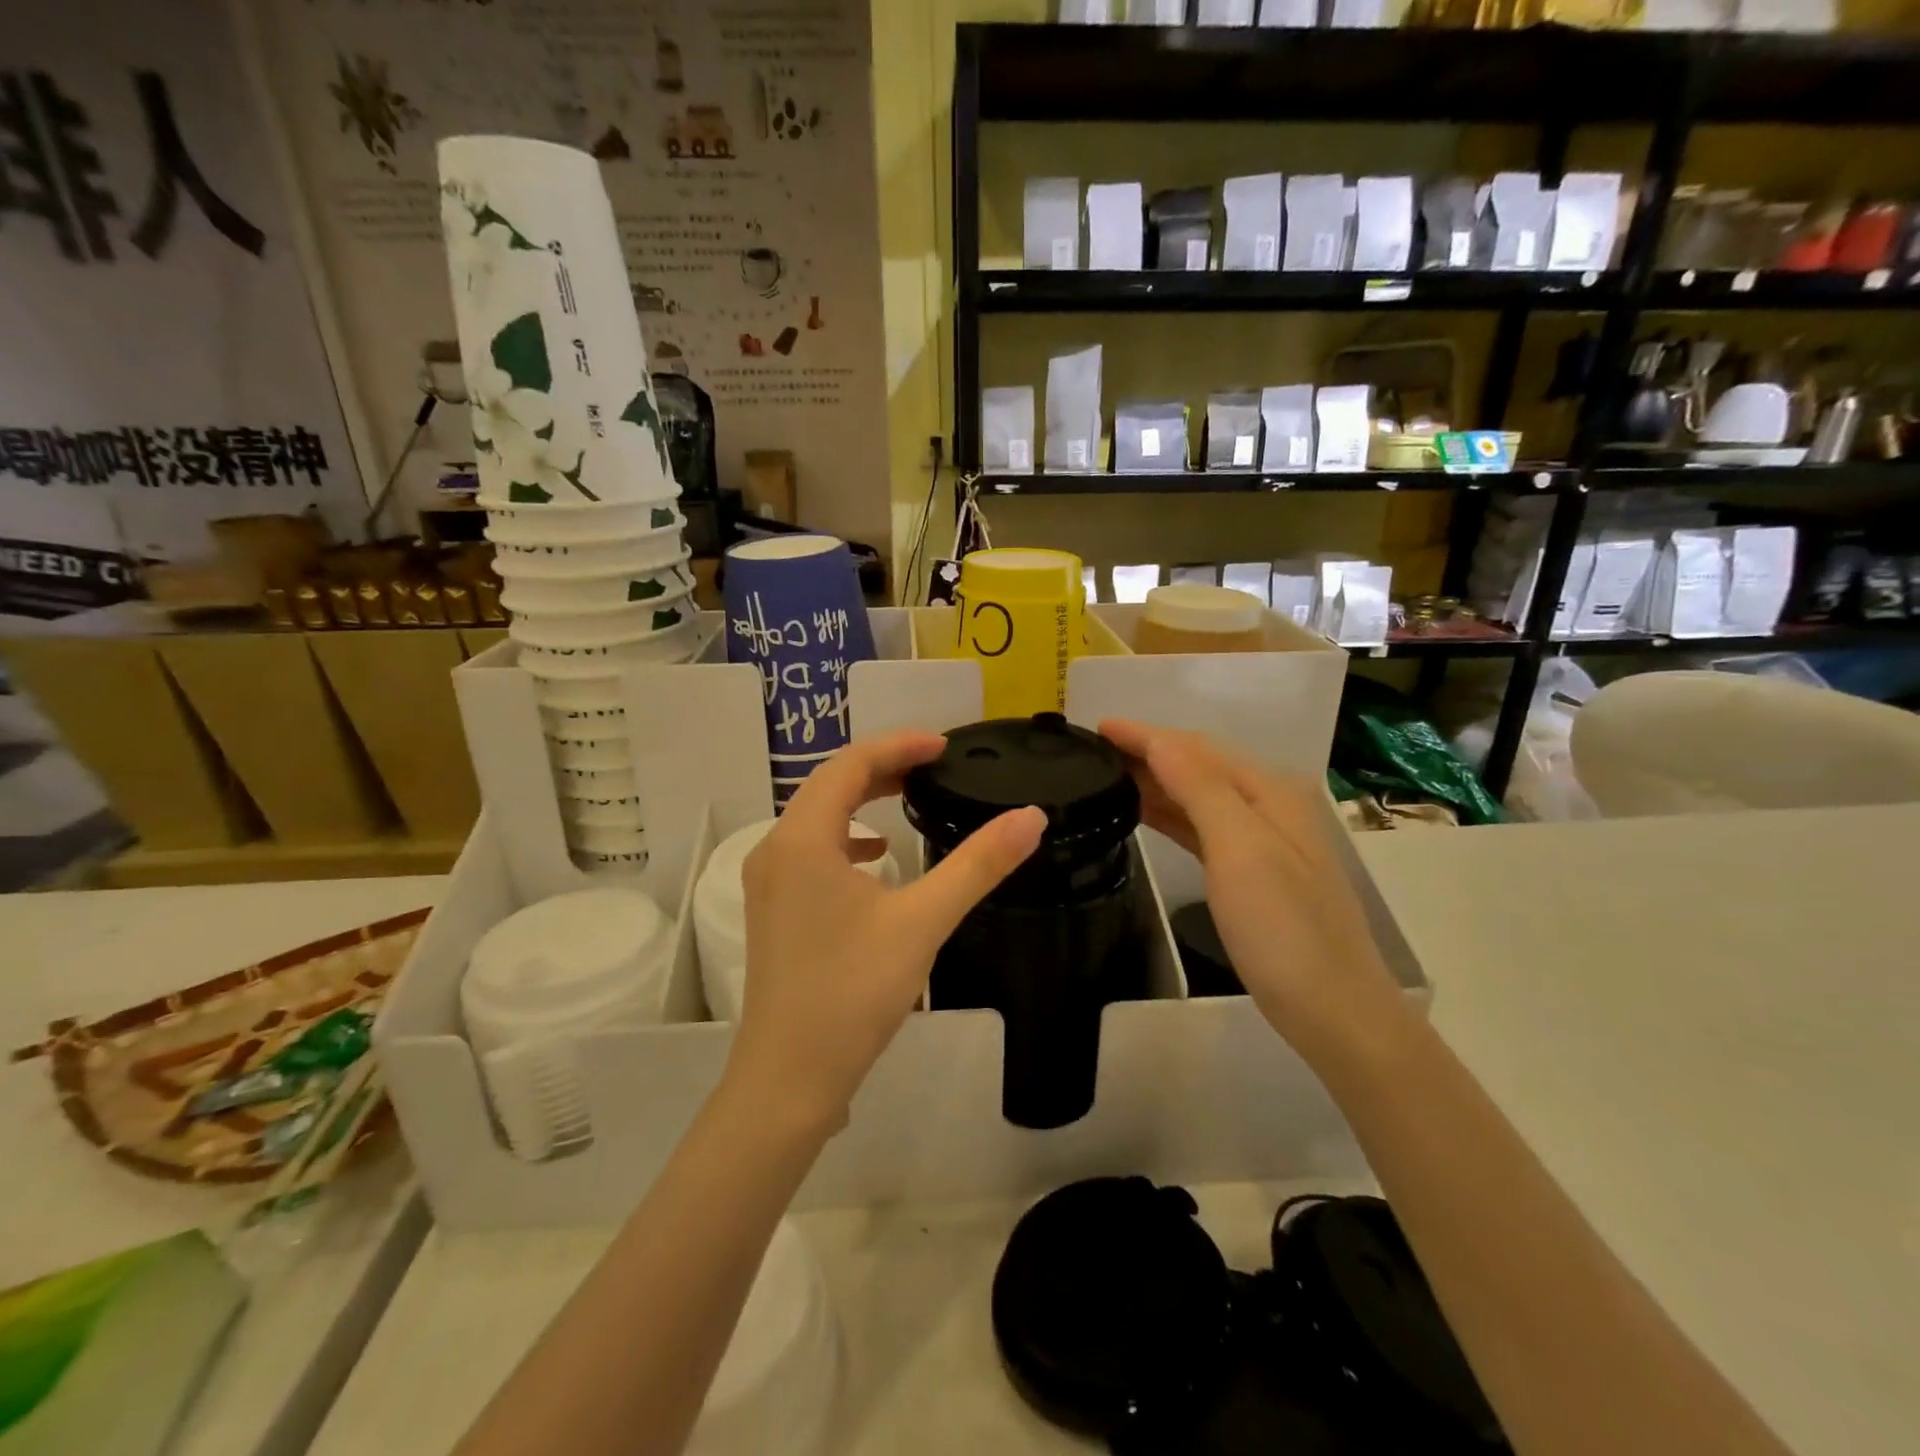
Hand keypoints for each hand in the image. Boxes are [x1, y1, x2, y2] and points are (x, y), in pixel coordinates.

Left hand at [728, 731, 1045, 1133]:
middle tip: (935, 765)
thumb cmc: (853, 992)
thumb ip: (978, 865)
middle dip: (883, 767)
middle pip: (830, 785)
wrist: (789, 1078)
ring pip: (818, 817)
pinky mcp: (774, 910)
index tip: (945, 746)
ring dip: (863, 799)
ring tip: (911, 798)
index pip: (850, 764)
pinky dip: (847, 838)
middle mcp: (775, 849)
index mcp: (802, 839)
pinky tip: (878, 858)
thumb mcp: (922, 921)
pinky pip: (812, 850)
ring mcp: (769, 882)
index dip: (899, 745)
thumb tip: (1031, 816)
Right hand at [1099, 719, 1406, 1057]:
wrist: (1333, 1010)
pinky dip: (1169, 813)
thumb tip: (1160, 740)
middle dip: (1147, 750)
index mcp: (1268, 791)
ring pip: (1196, 794)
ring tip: (1106, 775)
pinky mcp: (1250, 870)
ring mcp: (1261, 839)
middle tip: (1091, 750)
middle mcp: (1267, 804)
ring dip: (1154, 780)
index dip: (1144, 734)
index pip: (1194, 748)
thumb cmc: (1283, 929)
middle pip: (1197, 764)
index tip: (1096, 726)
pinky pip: (1200, 825)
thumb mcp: (1240, 851)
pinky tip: (1143, 813)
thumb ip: (1201, 789)